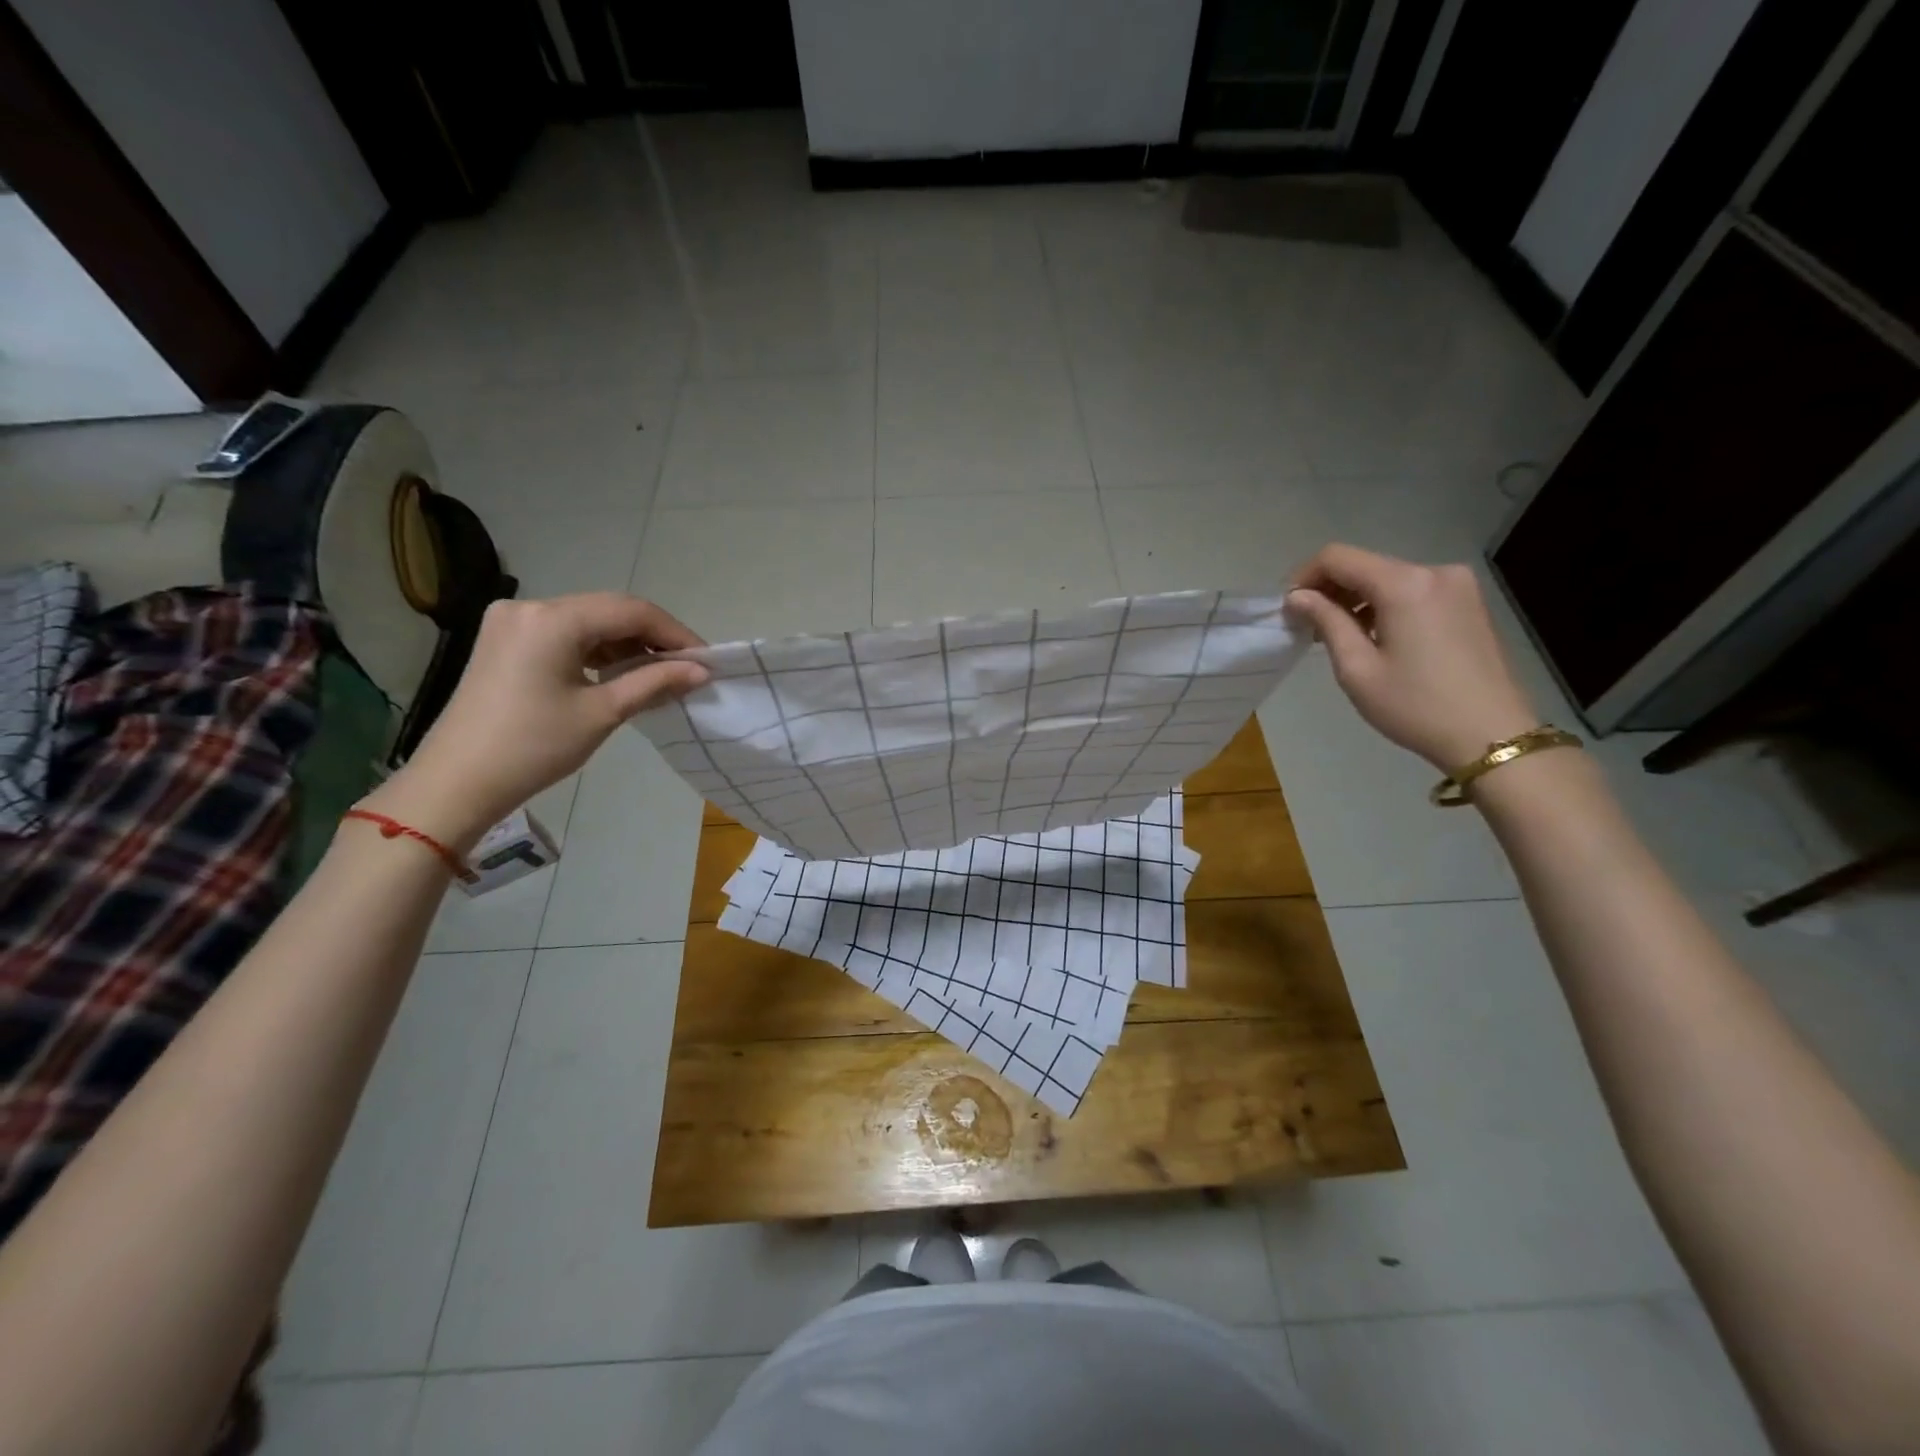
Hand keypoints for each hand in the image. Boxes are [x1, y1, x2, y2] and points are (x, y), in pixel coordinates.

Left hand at [361, 594, 707, 851]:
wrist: (457, 782)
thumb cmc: (534, 746)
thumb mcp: (602, 712)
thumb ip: (655, 683)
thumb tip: (702, 671)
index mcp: (552, 619)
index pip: (631, 610)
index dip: (674, 632)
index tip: (705, 659)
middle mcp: (531, 607)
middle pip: (609, 610)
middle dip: (652, 637)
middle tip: (687, 667)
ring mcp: (513, 622)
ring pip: (588, 622)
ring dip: (626, 644)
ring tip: (658, 675)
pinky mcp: (505, 641)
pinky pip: (565, 634)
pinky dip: (597, 651)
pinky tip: (619, 674)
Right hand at [1286, 544, 1539, 770]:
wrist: (1492, 736)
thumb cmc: (1415, 706)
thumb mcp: (1357, 668)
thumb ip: (1327, 622)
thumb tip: (1298, 597)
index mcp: (1404, 584)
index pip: (1338, 557)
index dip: (1305, 576)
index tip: (1290, 608)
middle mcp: (1434, 571)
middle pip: (1365, 565)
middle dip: (1331, 589)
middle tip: (1309, 626)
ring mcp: (1458, 585)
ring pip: (1389, 578)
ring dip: (1357, 599)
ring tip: (1341, 636)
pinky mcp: (1469, 602)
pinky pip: (1413, 590)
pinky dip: (1385, 605)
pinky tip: (1376, 637)